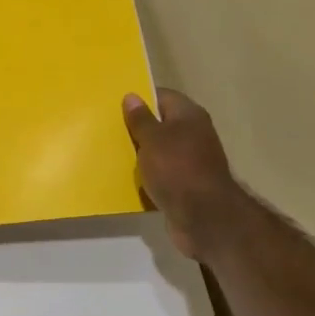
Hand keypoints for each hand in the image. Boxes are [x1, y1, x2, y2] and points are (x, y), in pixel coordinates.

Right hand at [123, 89, 249, 261]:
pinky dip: (148, 176)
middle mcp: (193, 134)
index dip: (140, 99)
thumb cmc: (177, 169)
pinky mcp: (187, 185)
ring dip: (141, 154)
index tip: (116, 105)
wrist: (205, 219)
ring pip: (159, 150)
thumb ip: (140, 118)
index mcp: (189, 115)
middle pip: (160, 124)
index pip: (162, 96)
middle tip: (109, 129)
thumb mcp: (152, 139)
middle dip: (137, 128)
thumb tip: (132, 96)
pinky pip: (162, 173)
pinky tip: (128, 178)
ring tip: (113, 153)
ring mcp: (191, 161)